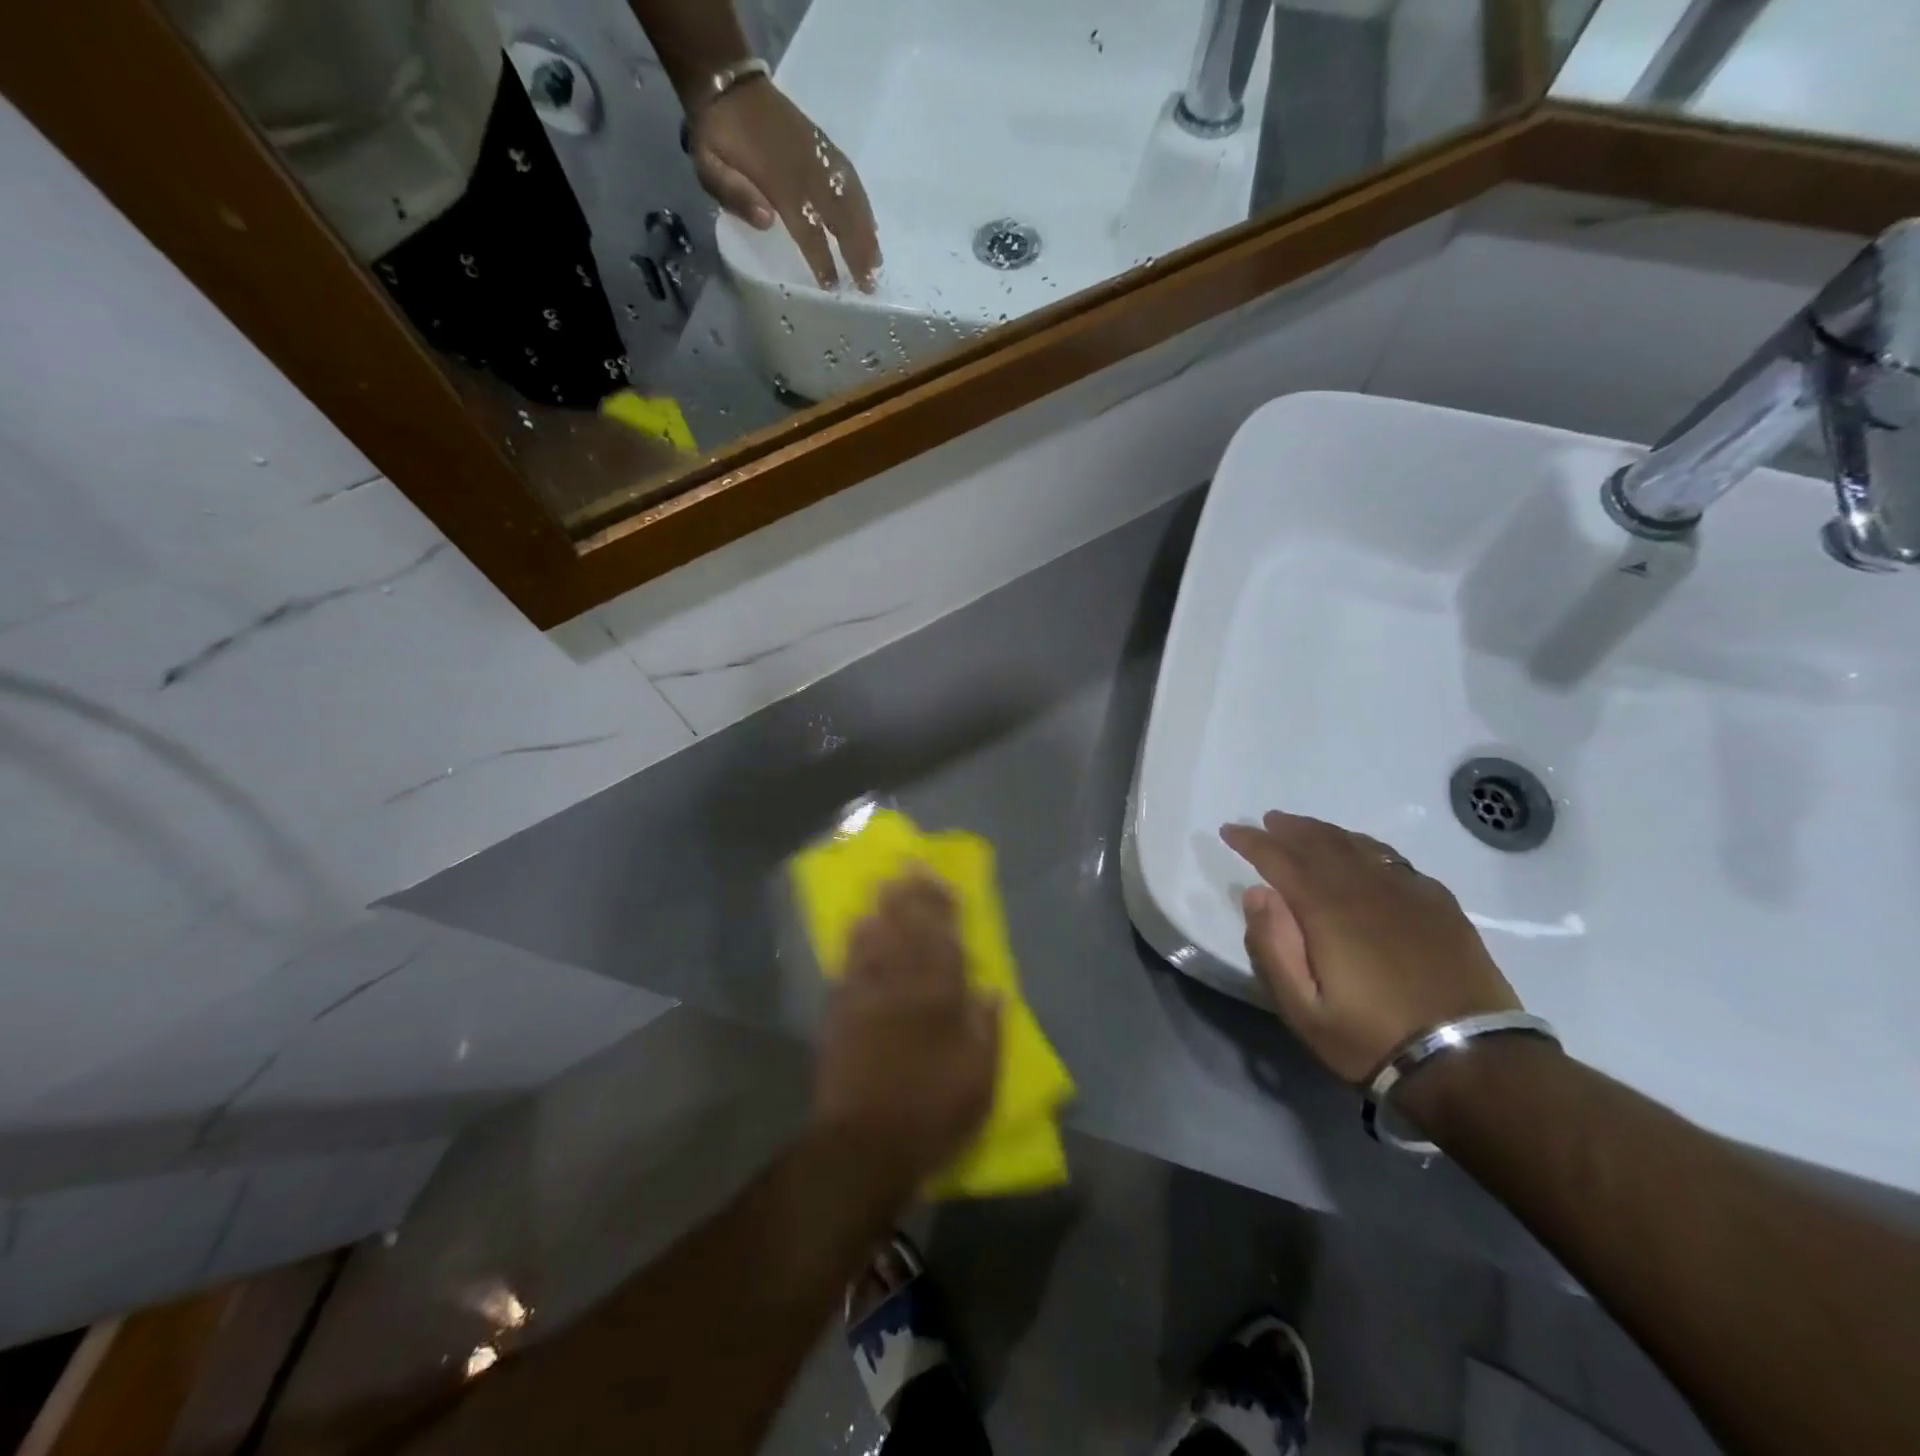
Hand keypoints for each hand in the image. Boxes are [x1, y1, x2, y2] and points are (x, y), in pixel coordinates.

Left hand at [689, 78, 881, 290]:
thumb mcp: (708, 164)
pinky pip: (851, 179)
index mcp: (779, 181)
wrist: (727, 82)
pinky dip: (864, 204)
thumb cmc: (716, 134)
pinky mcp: (823, 147)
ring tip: (877, 261)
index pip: (808, 229)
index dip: (822, 259)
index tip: (834, 286)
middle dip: (856, 252)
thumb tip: (768, 221)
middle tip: (869, 284)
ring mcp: (818, 156)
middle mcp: (806, 170)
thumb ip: (734, 194)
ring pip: (851, 199)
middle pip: (840, 218)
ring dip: (866, 232)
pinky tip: (871, 225)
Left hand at [813, 874, 998, 1200]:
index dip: (943, 909)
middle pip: (908, 932)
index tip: (942, 881)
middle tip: (908, 867)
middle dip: (910, 897)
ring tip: (883, 885)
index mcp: (939, 1001)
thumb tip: (993, 990)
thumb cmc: (932, 1113)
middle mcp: (902, 988)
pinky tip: (855, 927)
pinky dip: (853, 944)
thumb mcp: (979, 1081)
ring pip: (875, 942)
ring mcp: (866, 997)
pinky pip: (847, 968)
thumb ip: (987, 1031)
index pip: (945, 943)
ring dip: (881, 911)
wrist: (865, 1144)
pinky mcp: (839, 1014)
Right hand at [1220, 812, 1521, 1083]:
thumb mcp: (1304, 1010)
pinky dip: (1366, 847)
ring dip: (1324, 832)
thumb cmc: (1373, 1039)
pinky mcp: (1439, 906)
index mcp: (1328, 910)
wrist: (1472, 1063)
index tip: (1230, 830)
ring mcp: (1408, 893)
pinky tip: (1363, 854)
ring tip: (1305, 829)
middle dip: (1288, 829)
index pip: (1280, 859)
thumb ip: (1273, 948)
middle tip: (1266, 821)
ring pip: (1357, 846)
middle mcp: (1366, 889)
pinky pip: (1393, 860)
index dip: (1252, 841)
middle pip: (1320, 843)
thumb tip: (1258, 894)